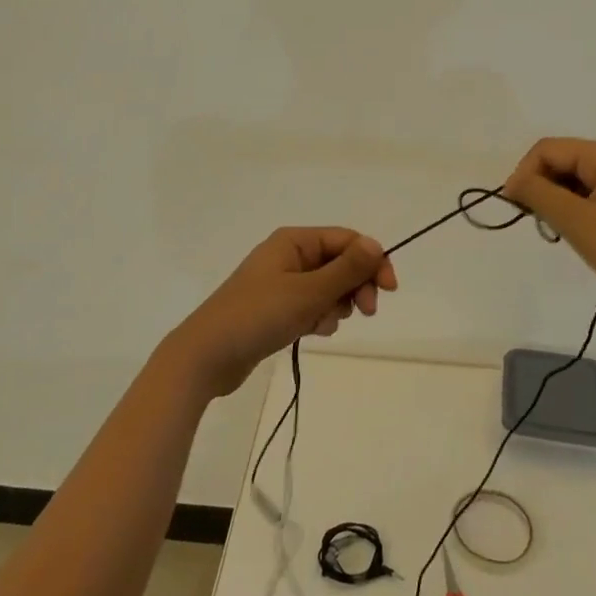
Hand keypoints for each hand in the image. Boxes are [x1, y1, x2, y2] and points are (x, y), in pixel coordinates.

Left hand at [164, 228, 397, 398]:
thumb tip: (376, 244)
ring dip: (335, 306)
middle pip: (340, 263)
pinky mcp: (277, 308)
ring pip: (328, 288)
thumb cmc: (258, 316)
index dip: (371, 261)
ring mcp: (281, 283)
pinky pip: (312, 306)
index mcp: (294, 241)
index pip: (347, 240)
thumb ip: (346, 269)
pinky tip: (310, 332)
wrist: (207, 356)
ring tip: (320, 324)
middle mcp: (288, 256)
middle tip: (364, 312)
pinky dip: (318, 318)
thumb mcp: (308, 292)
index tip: (389, 291)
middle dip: (355, 286)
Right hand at [502, 138, 595, 329]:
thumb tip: (514, 182)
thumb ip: (538, 194)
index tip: (514, 208)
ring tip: (560, 232)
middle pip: (567, 160)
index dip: (524, 173)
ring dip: (561, 200)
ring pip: (583, 179)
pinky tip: (584, 235)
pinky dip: (582, 209)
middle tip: (537, 223)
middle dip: (543, 186)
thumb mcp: (576, 221)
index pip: (549, 149)